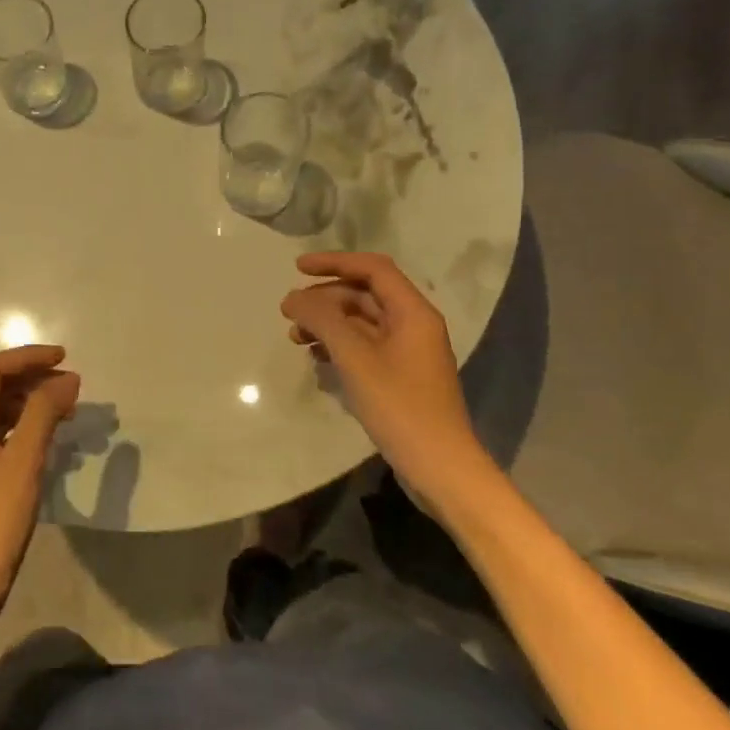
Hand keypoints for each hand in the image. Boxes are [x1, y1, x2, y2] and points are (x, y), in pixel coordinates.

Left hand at [0, 345, 79, 618]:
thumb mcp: (24, 460)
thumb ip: (43, 413)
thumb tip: (68, 379)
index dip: (29, 357)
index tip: (65, 358)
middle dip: (34, 378)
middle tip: (73, 385)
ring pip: (3, 411)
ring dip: (35, 402)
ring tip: (70, 409)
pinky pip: (7, 434)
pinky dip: (31, 427)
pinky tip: (54, 439)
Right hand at [281, 252, 487, 480]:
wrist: (440, 468)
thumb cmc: (400, 407)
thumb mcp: (355, 358)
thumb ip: (323, 320)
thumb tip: (293, 297)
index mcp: (412, 312)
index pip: (372, 268)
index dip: (334, 262)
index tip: (297, 268)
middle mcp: (413, 325)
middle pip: (363, 295)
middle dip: (324, 298)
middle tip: (288, 313)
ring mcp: (407, 352)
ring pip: (361, 322)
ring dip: (327, 323)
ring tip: (295, 338)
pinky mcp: (399, 376)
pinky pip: (364, 347)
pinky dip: (338, 345)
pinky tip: (316, 359)